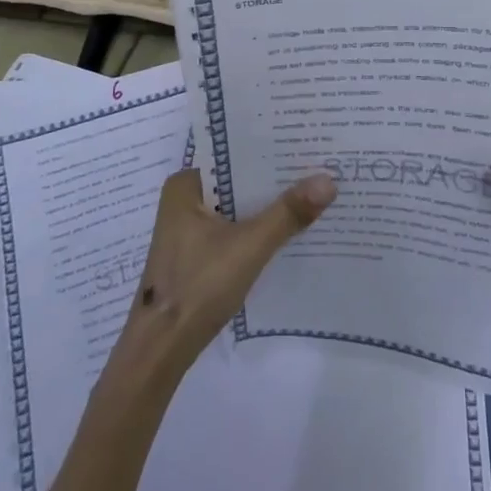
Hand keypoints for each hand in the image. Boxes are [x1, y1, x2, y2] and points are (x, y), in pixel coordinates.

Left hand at [117, 168, 337, 375]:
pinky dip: (257, 226)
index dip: (269, 147)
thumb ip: (288, 213)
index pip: (233, 153)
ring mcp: (189, 229)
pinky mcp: (197, 254)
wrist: (161, 350)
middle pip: (238, 179)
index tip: (305, 139)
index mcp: (185, 184)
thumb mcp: (249, 246)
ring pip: (237, 205)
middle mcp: (184, 199)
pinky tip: (289, 228)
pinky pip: (233, 227)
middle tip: (318, 162)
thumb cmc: (197, 286)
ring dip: (267, 204)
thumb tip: (329, 179)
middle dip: (273, 176)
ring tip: (311, 189)